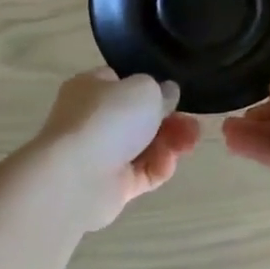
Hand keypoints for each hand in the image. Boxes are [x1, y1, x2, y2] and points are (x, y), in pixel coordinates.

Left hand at [29, 69, 201, 230]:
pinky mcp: (111, 186)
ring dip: (171, 143)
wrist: (76, 177)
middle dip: (171, 121)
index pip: (123, 82)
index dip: (151, 87)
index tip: (175, 95)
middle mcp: (93, 119)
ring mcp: (101, 154)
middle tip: (193, 125)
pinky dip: (158, 167)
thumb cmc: (109, 119)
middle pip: (139, 117)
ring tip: (190, 143)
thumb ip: (162, 90)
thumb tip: (167, 93)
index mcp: (91, 87)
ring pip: (145, 145)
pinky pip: (142, 173)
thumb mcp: (145, 89)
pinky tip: (168, 162)